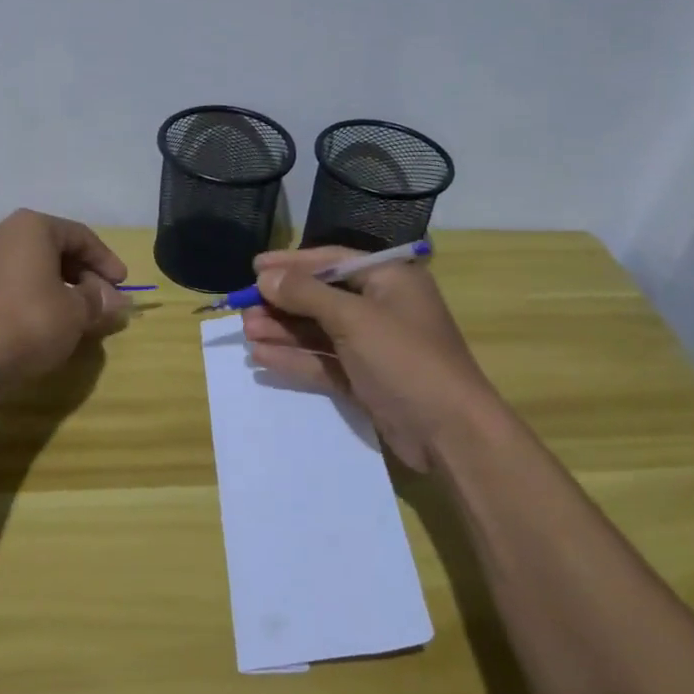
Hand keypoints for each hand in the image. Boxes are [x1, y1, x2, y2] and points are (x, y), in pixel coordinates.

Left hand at [0, 210, 132, 380]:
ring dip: (63, 285)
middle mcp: (3, 232)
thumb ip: (99, 299)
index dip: (106, 260)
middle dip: (85, 274)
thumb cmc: (32, 320)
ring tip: (82, 311)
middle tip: (105, 300)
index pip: (80, 236)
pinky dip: (39, 292)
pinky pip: (16, 280)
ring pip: (35, 265)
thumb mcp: (78, 310)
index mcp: (32, 226)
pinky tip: (52, 317)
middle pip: (56, 247)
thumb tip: (115, 300)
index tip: (123, 285)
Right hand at [242, 247, 510, 469]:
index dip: (292, 263)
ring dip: (284, 330)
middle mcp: (382, 307)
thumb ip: (306, 294)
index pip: (332, 261)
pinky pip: (324, 361)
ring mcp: (374, 346)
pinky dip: (295, 358)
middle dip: (283, 302)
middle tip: (244, 307)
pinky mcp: (365, 379)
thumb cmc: (405, 359)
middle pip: (322, 297)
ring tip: (246, 331)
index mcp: (389, 279)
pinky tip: (262, 356)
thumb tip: (265, 275)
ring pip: (319, 331)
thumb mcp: (354, 318)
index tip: (254, 267)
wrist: (450, 432)